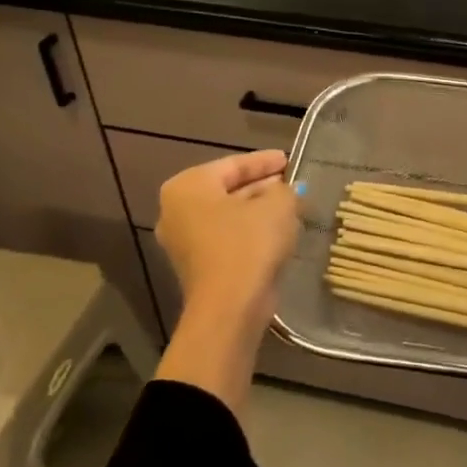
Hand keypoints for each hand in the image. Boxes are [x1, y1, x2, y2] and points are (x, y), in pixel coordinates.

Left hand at [156, 150, 301, 325]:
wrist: (230, 308)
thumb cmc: (249, 244)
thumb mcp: (277, 205)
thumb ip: (284, 190)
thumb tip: (284, 191)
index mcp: (188, 186)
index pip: (233, 164)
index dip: (265, 161)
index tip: (288, 159)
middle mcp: (176, 210)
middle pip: (227, 189)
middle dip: (261, 185)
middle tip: (290, 181)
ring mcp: (184, 241)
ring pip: (228, 215)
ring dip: (258, 210)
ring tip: (290, 205)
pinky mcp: (198, 266)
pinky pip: (227, 238)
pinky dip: (250, 231)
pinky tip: (277, 231)